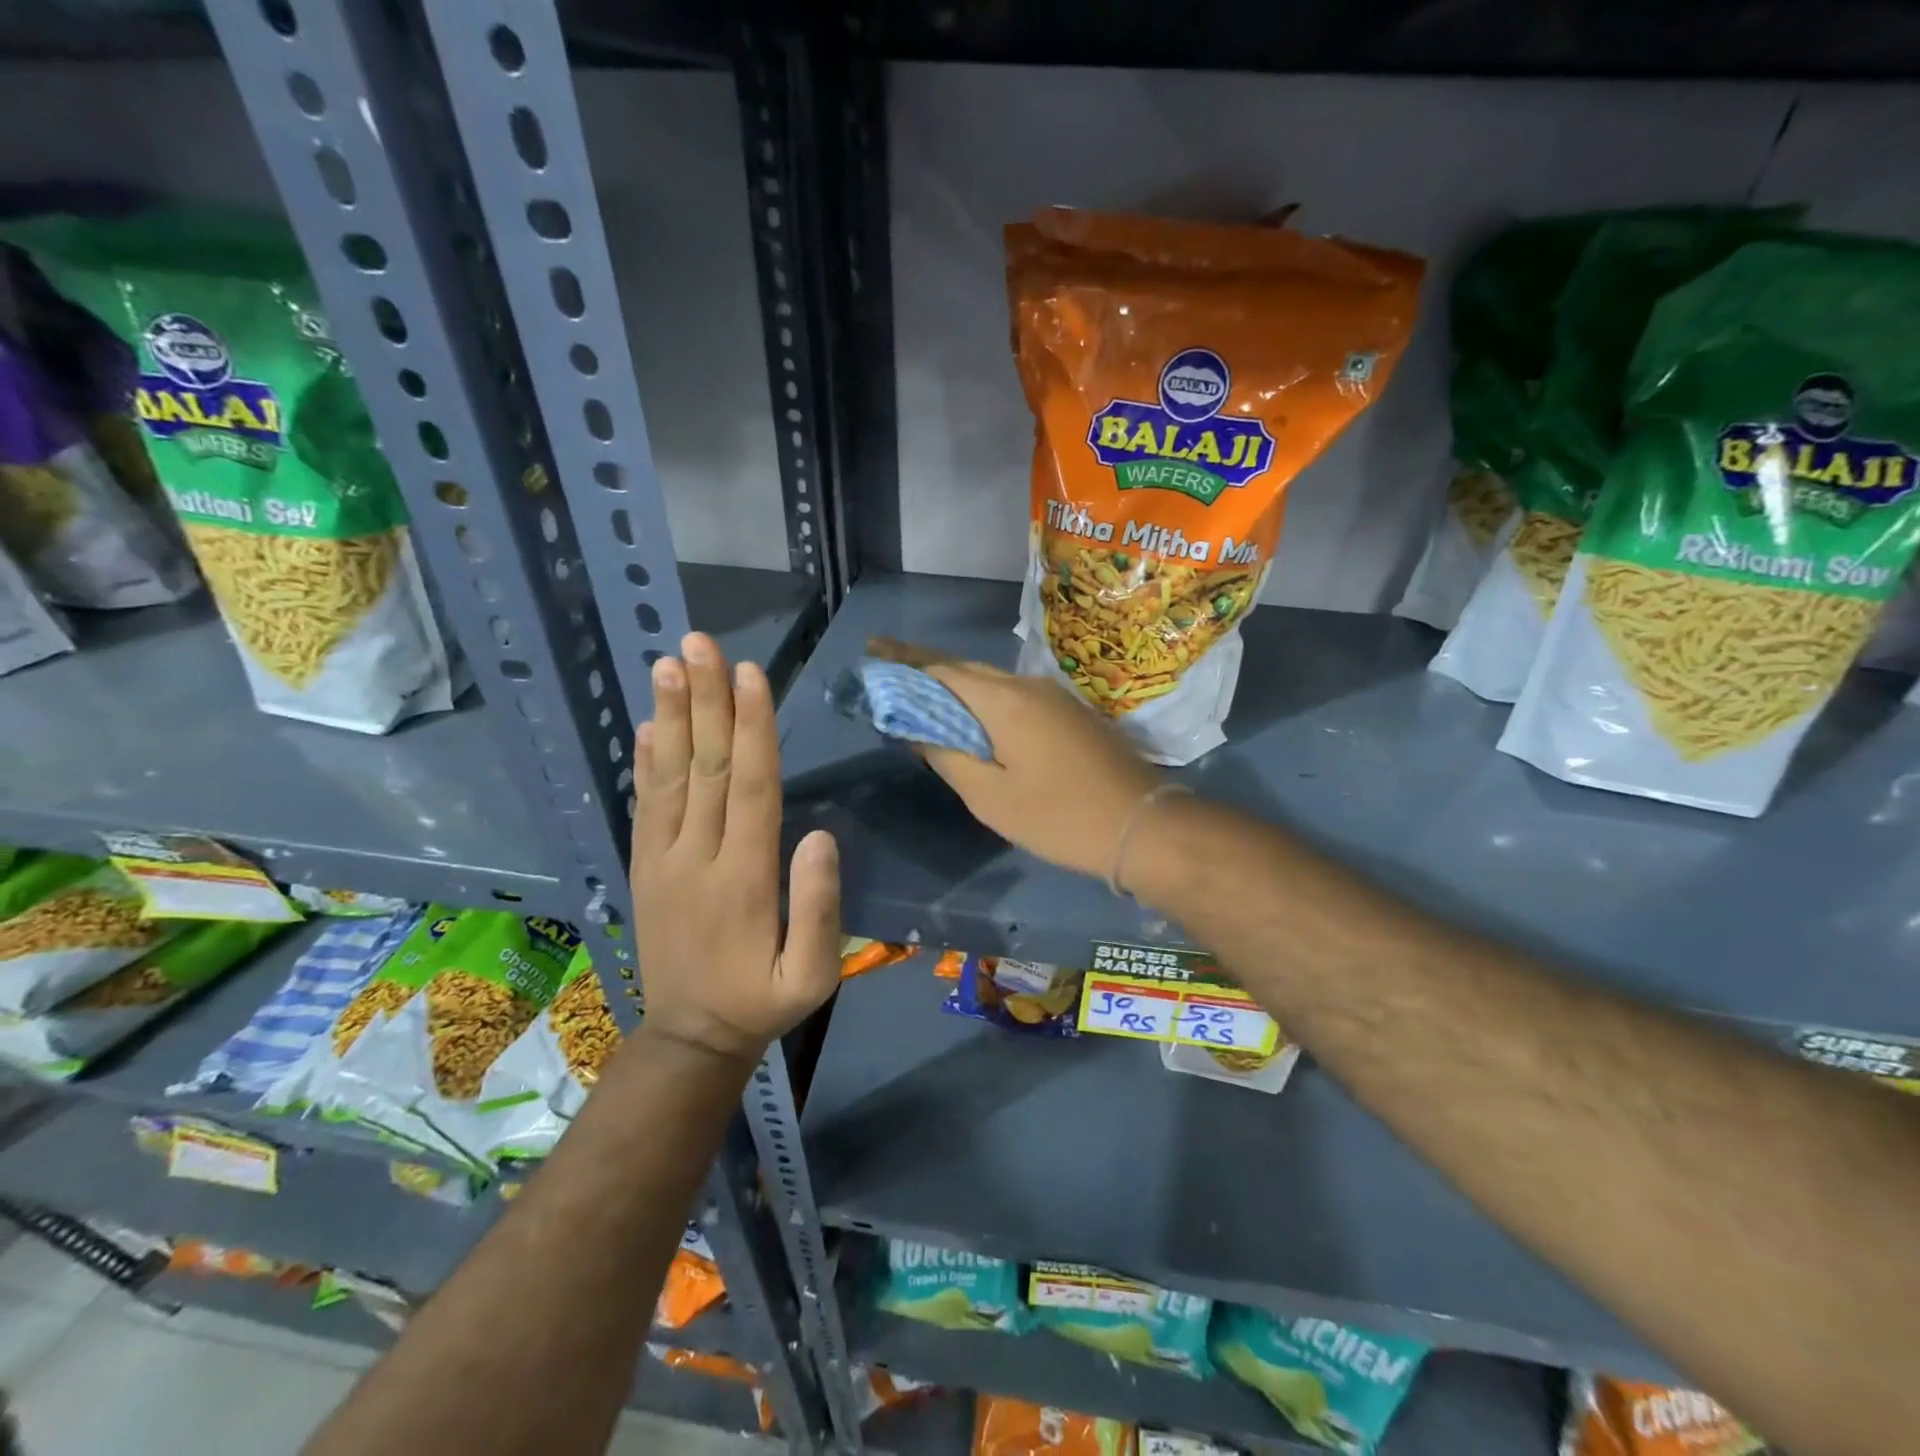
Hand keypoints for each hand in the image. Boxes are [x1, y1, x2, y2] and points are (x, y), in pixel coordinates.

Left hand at [630, 633, 840, 1064]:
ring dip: (671, 717)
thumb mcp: (812, 975)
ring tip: (668, 664)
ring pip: (669, 776)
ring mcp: (664, 861)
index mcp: (745, 878)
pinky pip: (644, 806)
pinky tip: (648, 725)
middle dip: (706, 701)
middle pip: (706, 766)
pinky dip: (645, 762)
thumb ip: (819, 907)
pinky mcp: (645, 868)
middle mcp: (699, 857)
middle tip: (698, 644)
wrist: (690, 1038)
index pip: (751, 786)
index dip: (751, 727)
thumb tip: (819, 834)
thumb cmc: (763, 1001)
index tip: (748, 673)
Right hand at [868, 637, 1160, 880]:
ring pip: (992, 682)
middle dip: (926, 668)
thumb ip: (947, 757)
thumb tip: (917, 730)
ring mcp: (1053, 697)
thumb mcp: (991, 797)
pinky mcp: (1068, 713)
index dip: (903, 661)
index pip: (941, 669)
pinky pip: (1013, 696)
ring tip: (922, 696)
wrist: (1142, 825)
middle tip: (889, 672)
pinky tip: (970, 718)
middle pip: (966, 670)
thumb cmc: (1059, 817)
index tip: (872, 651)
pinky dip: (983, 701)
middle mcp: (1028, 686)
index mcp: (1004, 701)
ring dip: (955, 685)